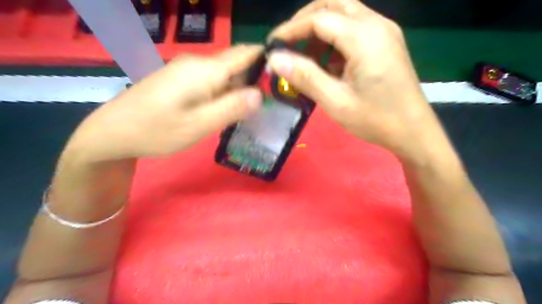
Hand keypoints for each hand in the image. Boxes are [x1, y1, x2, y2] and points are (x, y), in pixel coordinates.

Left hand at [64, 45, 262, 161]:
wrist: (112, 131)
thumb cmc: (156, 131)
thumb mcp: (199, 125)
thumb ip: (231, 108)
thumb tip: (260, 94)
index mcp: (205, 70)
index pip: (245, 53)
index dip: (267, 59)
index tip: (284, 76)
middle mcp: (197, 63)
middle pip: (236, 65)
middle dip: (255, 81)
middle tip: (269, 105)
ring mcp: (187, 70)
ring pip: (224, 75)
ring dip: (239, 90)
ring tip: (251, 112)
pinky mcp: (180, 79)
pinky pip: (211, 81)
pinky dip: (224, 93)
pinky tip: (225, 110)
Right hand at [267, 0, 448, 159]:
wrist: (414, 131)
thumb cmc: (376, 120)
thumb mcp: (336, 101)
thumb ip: (305, 76)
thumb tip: (275, 59)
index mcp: (364, 38)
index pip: (318, 19)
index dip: (291, 30)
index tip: (272, 46)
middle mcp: (377, 25)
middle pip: (333, 4)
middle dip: (305, 21)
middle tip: (287, 45)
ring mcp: (384, 31)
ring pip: (345, 13)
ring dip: (320, 29)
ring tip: (305, 56)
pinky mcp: (386, 42)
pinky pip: (355, 28)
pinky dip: (335, 38)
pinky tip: (327, 62)